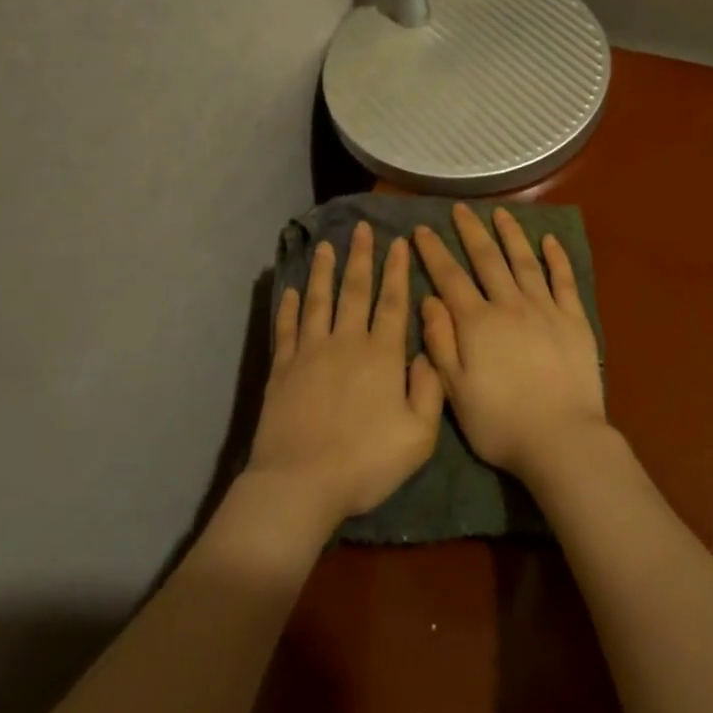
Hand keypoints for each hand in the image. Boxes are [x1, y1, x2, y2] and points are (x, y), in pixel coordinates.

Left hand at [248, 223, 443, 529]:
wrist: (301, 484)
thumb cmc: (366, 462)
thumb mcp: (419, 435)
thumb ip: (430, 389)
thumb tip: (426, 352)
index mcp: (382, 355)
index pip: (393, 301)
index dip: (397, 270)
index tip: (399, 241)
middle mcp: (346, 343)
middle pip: (355, 291)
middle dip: (361, 257)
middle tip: (361, 228)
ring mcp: (310, 353)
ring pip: (319, 301)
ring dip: (324, 271)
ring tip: (326, 246)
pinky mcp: (282, 369)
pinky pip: (287, 328)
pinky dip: (290, 306)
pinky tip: (292, 290)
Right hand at [413, 204, 606, 486]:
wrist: (560, 439)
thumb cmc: (500, 423)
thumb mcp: (455, 390)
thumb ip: (440, 342)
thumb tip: (429, 299)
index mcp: (477, 323)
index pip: (450, 277)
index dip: (434, 251)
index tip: (421, 229)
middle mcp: (509, 304)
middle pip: (487, 259)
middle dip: (471, 231)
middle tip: (460, 209)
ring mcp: (545, 308)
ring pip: (524, 261)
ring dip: (511, 234)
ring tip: (501, 214)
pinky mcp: (574, 319)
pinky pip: (564, 279)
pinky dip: (556, 258)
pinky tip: (550, 241)